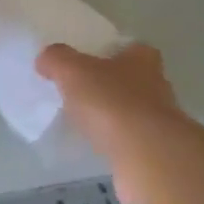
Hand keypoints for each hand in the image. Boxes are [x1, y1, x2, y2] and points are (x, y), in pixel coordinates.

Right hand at [36, 41, 183, 163]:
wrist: (145, 156)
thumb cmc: (112, 101)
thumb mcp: (73, 71)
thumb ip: (56, 59)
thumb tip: (45, 59)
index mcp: (143, 59)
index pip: (132, 47)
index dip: (111, 51)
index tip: (89, 60)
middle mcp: (157, 85)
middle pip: (132, 79)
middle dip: (110, 84)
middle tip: (80, 90)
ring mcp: (159, 120)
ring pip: (131, 110)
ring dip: (112, 114)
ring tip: (83, 120)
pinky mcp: (154, 150)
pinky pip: (129, 138)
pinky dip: (113, 140)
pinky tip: (95, 144)